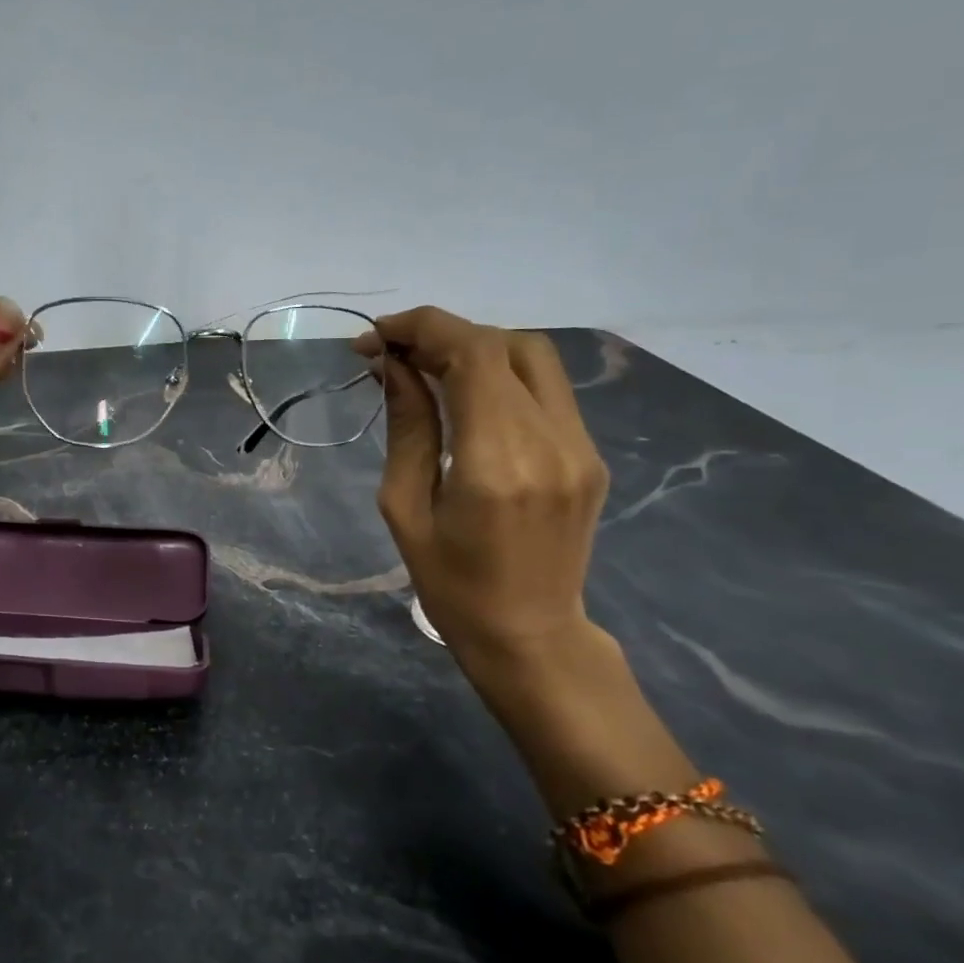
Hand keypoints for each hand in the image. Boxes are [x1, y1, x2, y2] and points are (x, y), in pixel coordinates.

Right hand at [355, 306, 609, 675]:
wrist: (529, 634)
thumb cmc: (449, 582)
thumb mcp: (404, 507)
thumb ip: (407, 426)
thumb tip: (392, 365)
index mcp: (497, 461)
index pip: (472, 354)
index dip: (421, 328)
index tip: (374, 338)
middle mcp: (551, 441)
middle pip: (505, 344)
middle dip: (442, 333)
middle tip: (392, 352)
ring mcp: (580, 446)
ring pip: (532, 357)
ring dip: (473, 347)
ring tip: (424, 366)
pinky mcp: (589, 454)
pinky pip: (545, 389)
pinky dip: (499, 373)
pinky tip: (463, 393)